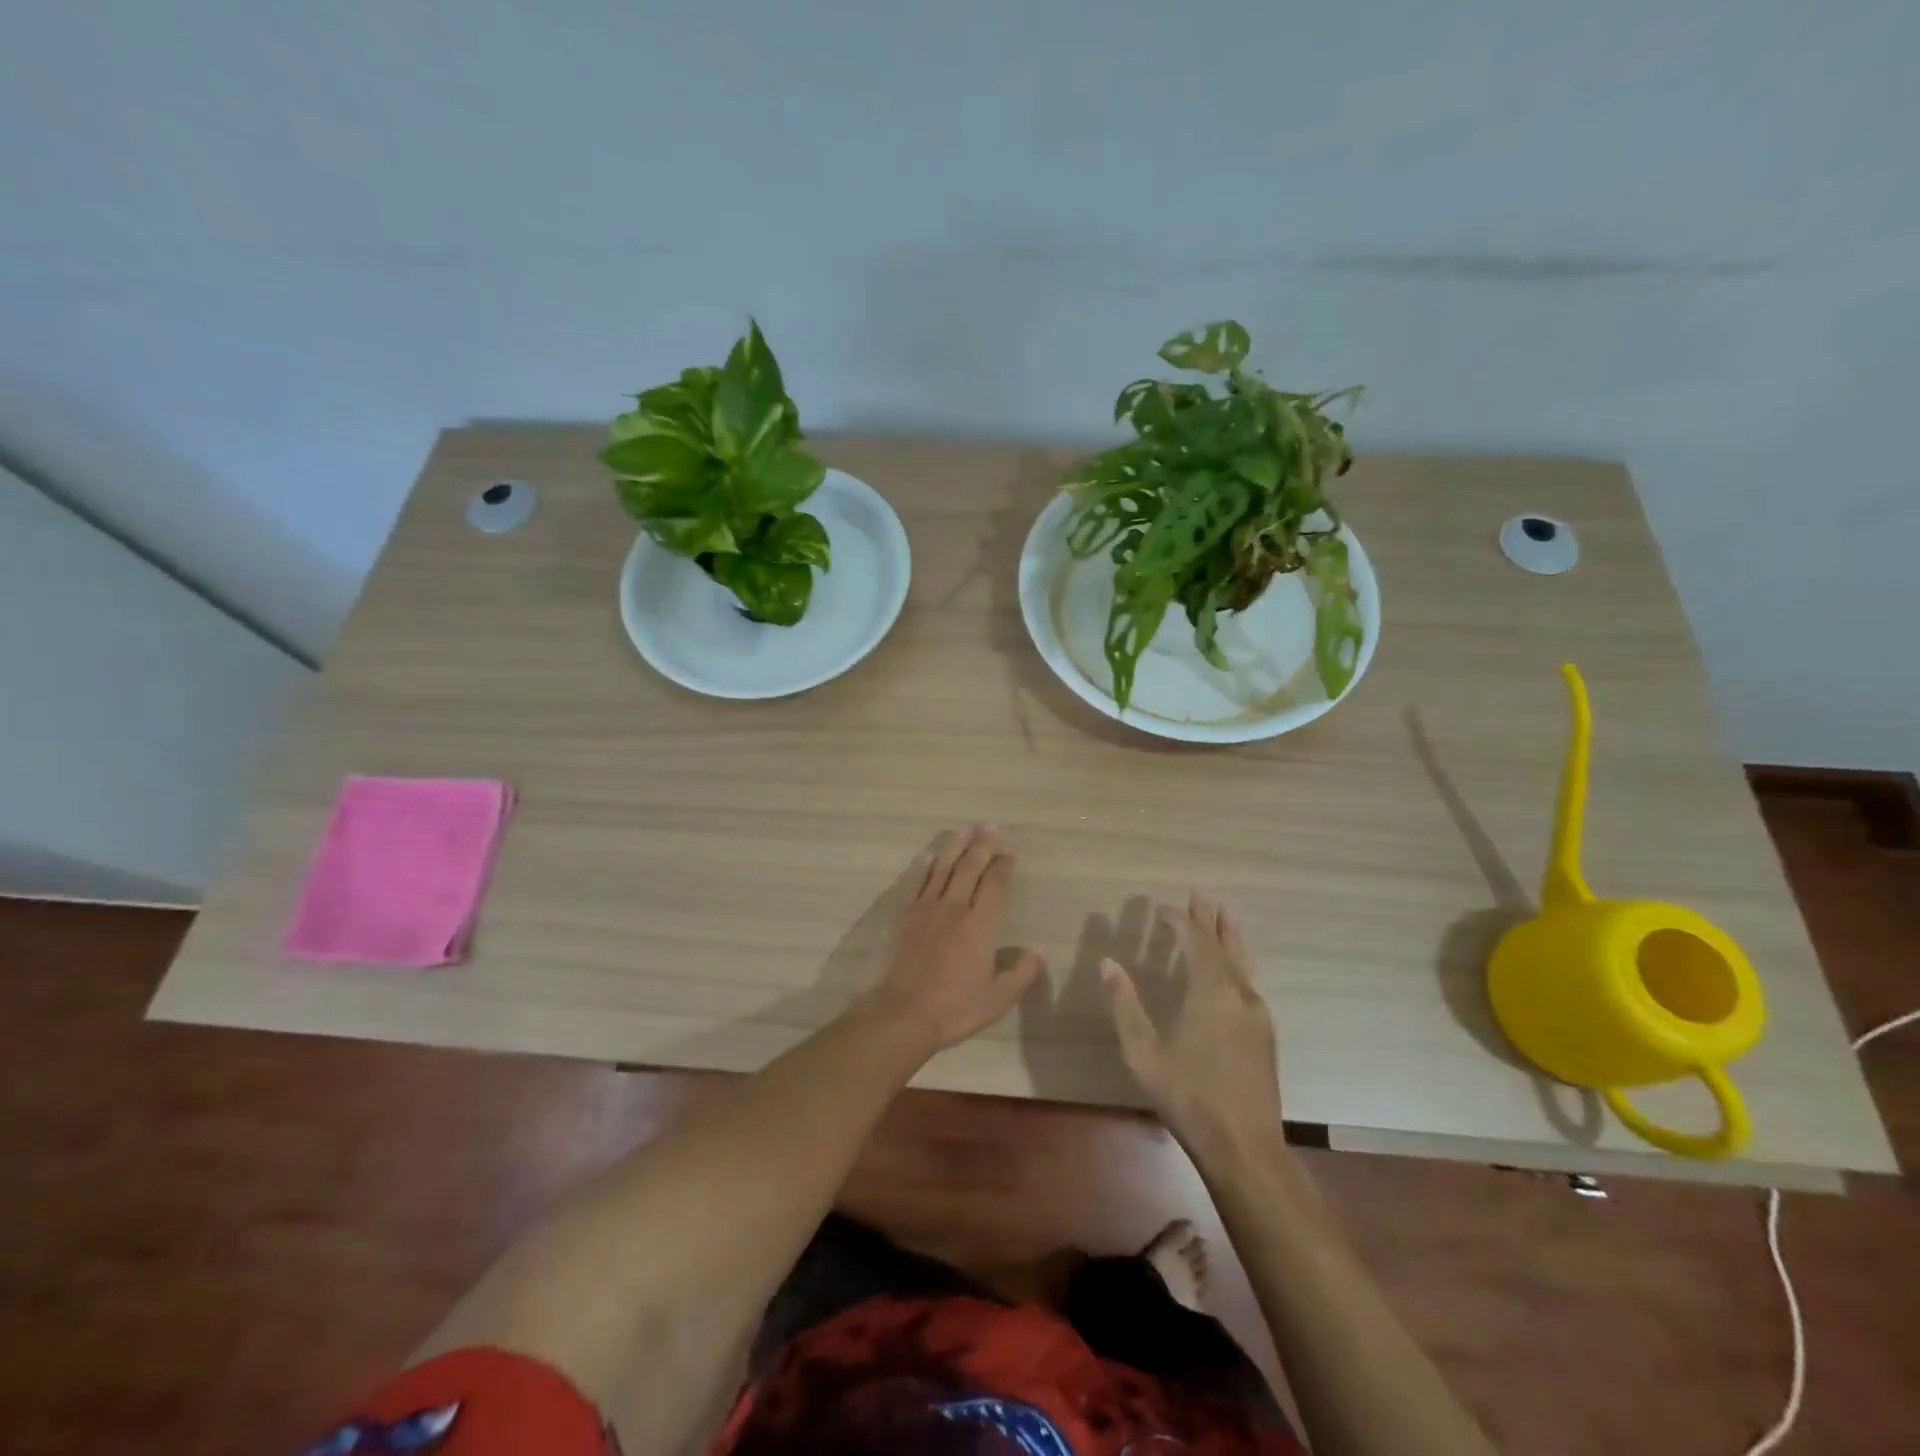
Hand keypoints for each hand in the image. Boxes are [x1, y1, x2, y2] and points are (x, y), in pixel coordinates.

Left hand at [857, 825, 1046, 1055]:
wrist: (902, 1014)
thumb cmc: (954, 1009)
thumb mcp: (998, 999)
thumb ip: (1022, 972)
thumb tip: (1043, 949)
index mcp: (980, 926)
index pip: (996, 886)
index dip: (1004, 867)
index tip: (1010, 854)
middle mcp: (954, 908)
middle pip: (970, 868)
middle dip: (982, 846)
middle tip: (989, 827)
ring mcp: (926, 909)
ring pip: (942, 868)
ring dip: (954, 847)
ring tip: (963, 830)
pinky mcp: (904, 916)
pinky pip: (915, 883)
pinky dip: (922, 867)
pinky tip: (927, 855)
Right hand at [1102, 891, 1283, 1152]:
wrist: (1244, 1148)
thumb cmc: (1188, 1097)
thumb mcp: (1143, 1053)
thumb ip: (1125, 1005)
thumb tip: (1108, 964)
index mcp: (1211, 993)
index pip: (1196, 941)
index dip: (1179, 921)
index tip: (1161, 909)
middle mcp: (1239, 995)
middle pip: (1226, 945)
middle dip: (1212, 918)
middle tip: (1202, 894)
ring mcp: (1257, 1015)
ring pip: (1243, 963)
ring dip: (1230, 936)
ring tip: (1225, 915)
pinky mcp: (1264, 1034)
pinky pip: (1248, 982)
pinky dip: (1236, 962)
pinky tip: (1232, 970)